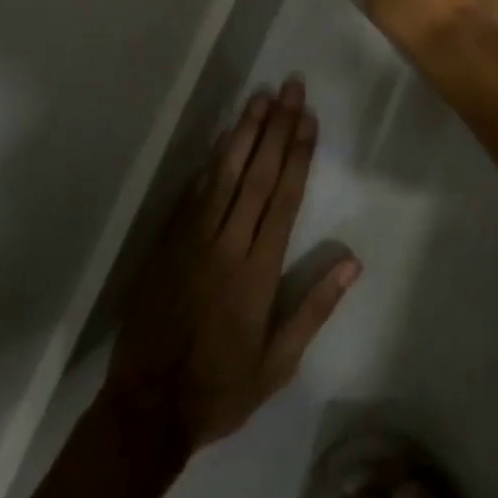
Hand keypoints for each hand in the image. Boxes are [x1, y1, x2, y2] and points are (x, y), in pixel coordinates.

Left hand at [104, 77, 359, 450]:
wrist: (145, 409)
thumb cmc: (220, 388)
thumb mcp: (278, 364)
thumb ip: (314, 309)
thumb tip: (352, 262)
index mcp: (257, 272)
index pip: (283, 198)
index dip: (297, 153)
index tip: (308, 117)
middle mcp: (226, 245)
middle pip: (256, 174)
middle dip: (275, 127)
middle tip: (289, 87)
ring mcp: (191, 241)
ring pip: (223, 175)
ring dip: (243, 133)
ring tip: (259, 98)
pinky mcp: (166, 245)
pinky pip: (191, 194)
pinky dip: (209, 163)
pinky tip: (221, 139)